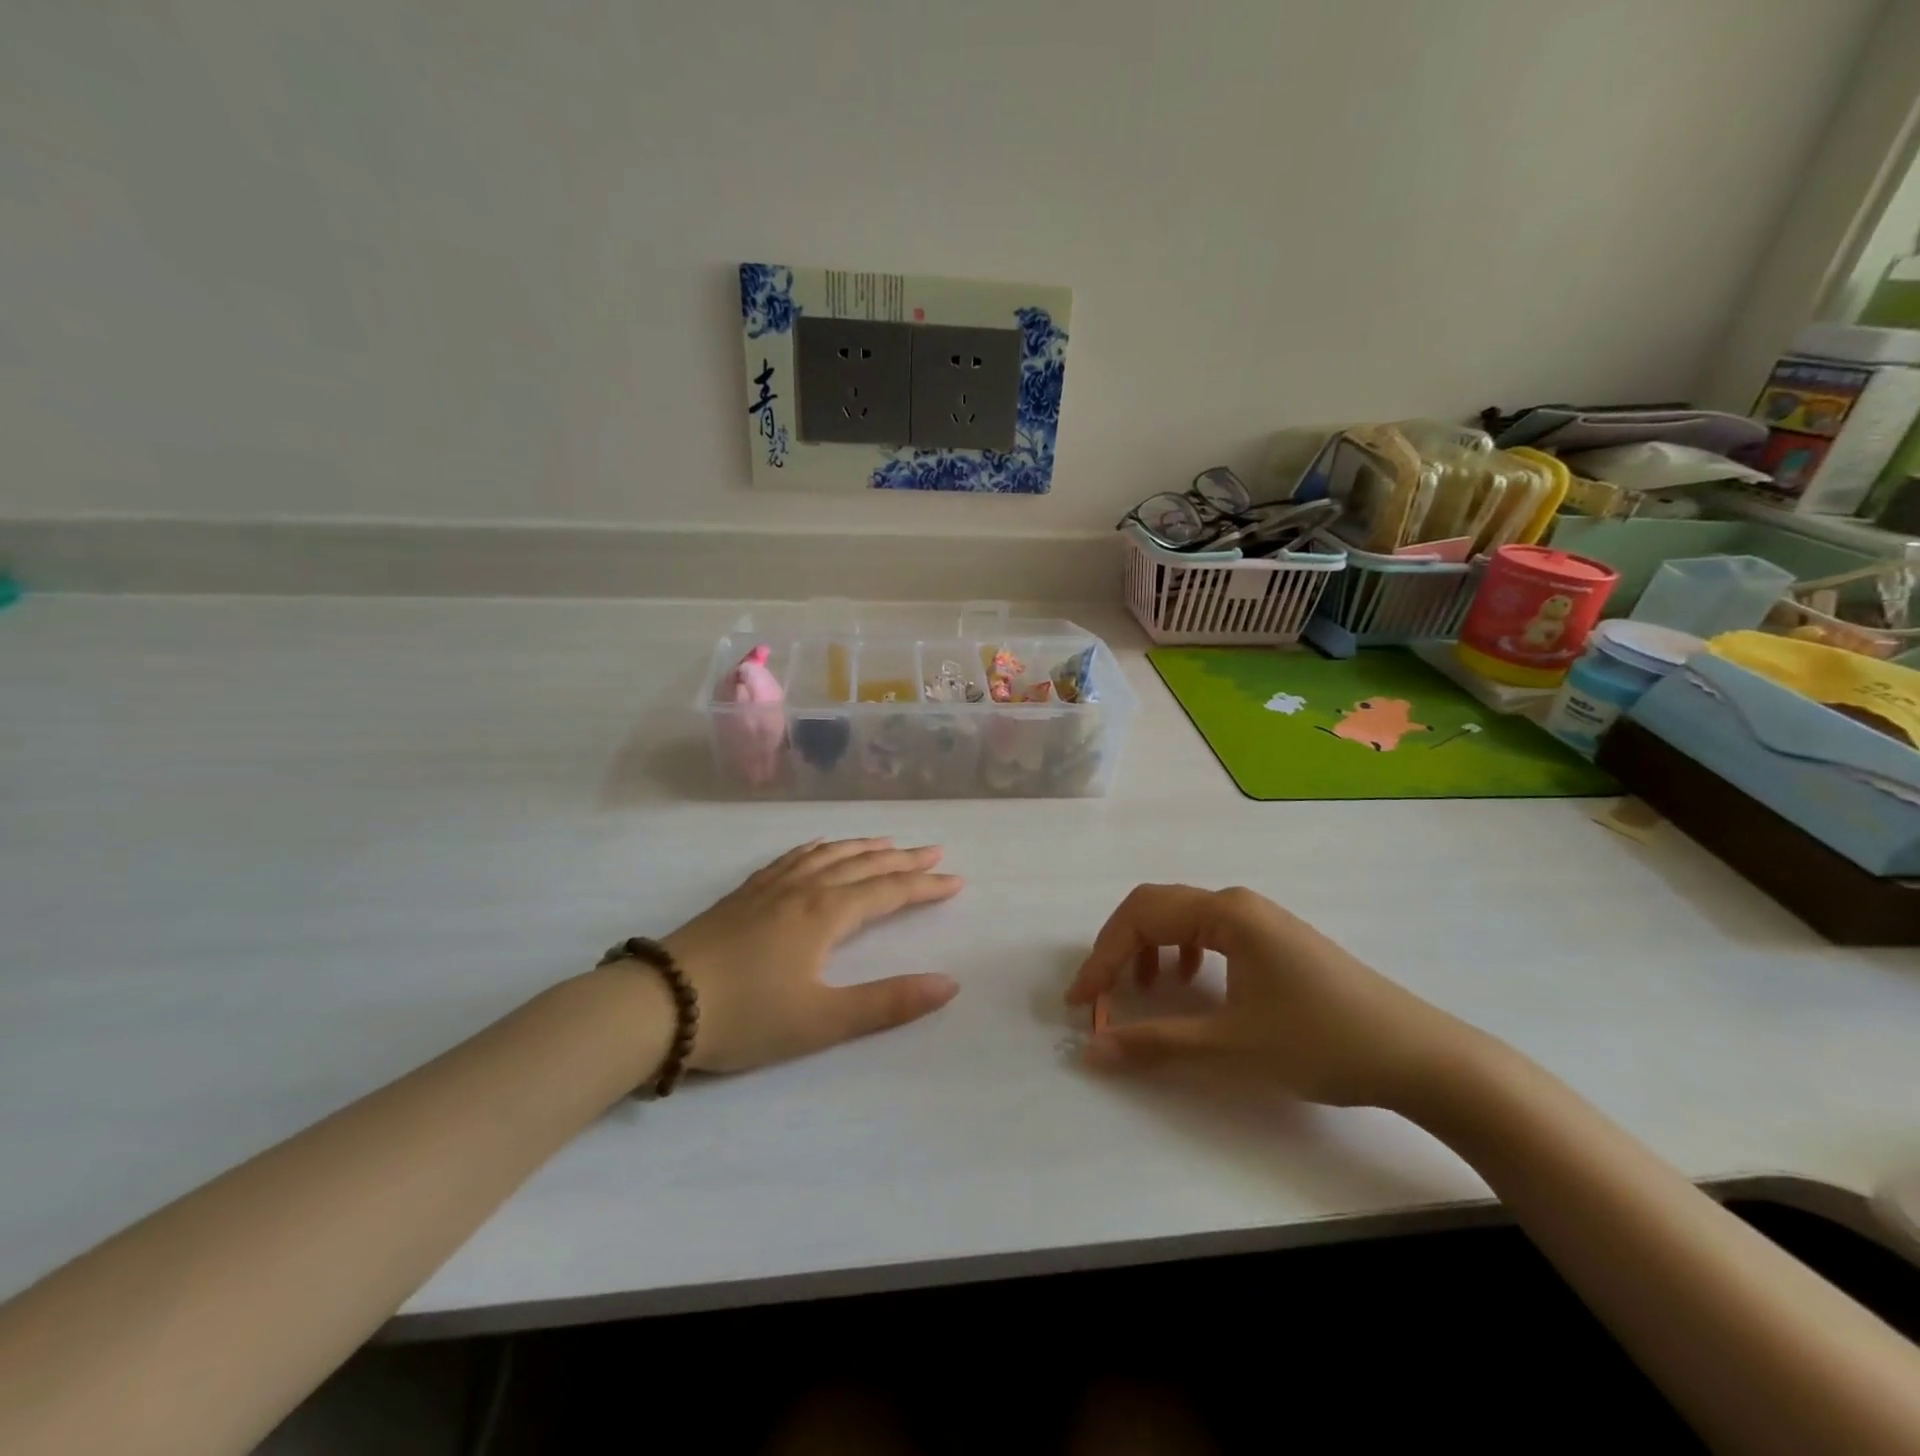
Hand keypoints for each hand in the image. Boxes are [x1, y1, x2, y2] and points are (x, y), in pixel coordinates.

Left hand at [662, 838, 964, 1072]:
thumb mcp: (822, 1021)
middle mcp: (805, 888)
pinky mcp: (745, 893)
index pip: (888, 890)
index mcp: (827, 913)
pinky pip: (793, 857)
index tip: (955, 880)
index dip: (924, 885)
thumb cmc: (746, 1016)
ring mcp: (771, 886)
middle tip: (934, 850)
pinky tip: (819, 847)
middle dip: (902, 858)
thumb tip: (949, 984)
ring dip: (864, 847)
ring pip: (829, 854)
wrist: (659, 1003)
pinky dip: (818, 848)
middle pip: (863, 864)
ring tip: (887, 841)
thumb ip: (888, 1003)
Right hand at [1065, 884, 1468, 1108]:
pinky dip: (1181, 952)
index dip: (1101, 958)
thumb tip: (1093, 1049)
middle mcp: (1237, 903)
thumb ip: (1156, 1042)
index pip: (1141, 917)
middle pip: (1156, 907)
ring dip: (1148, 947)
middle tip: (1100, 994)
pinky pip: (1209, 932)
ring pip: (1182, 918)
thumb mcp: (1231, 1046)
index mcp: (1225, 913)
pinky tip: (1189, 982)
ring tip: (1140, 988)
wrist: (1420, 1057)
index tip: (1080, 1003)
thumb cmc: (1321, 1042)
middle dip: (1119, 947)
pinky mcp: (1274, 939)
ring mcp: (1259, 918)